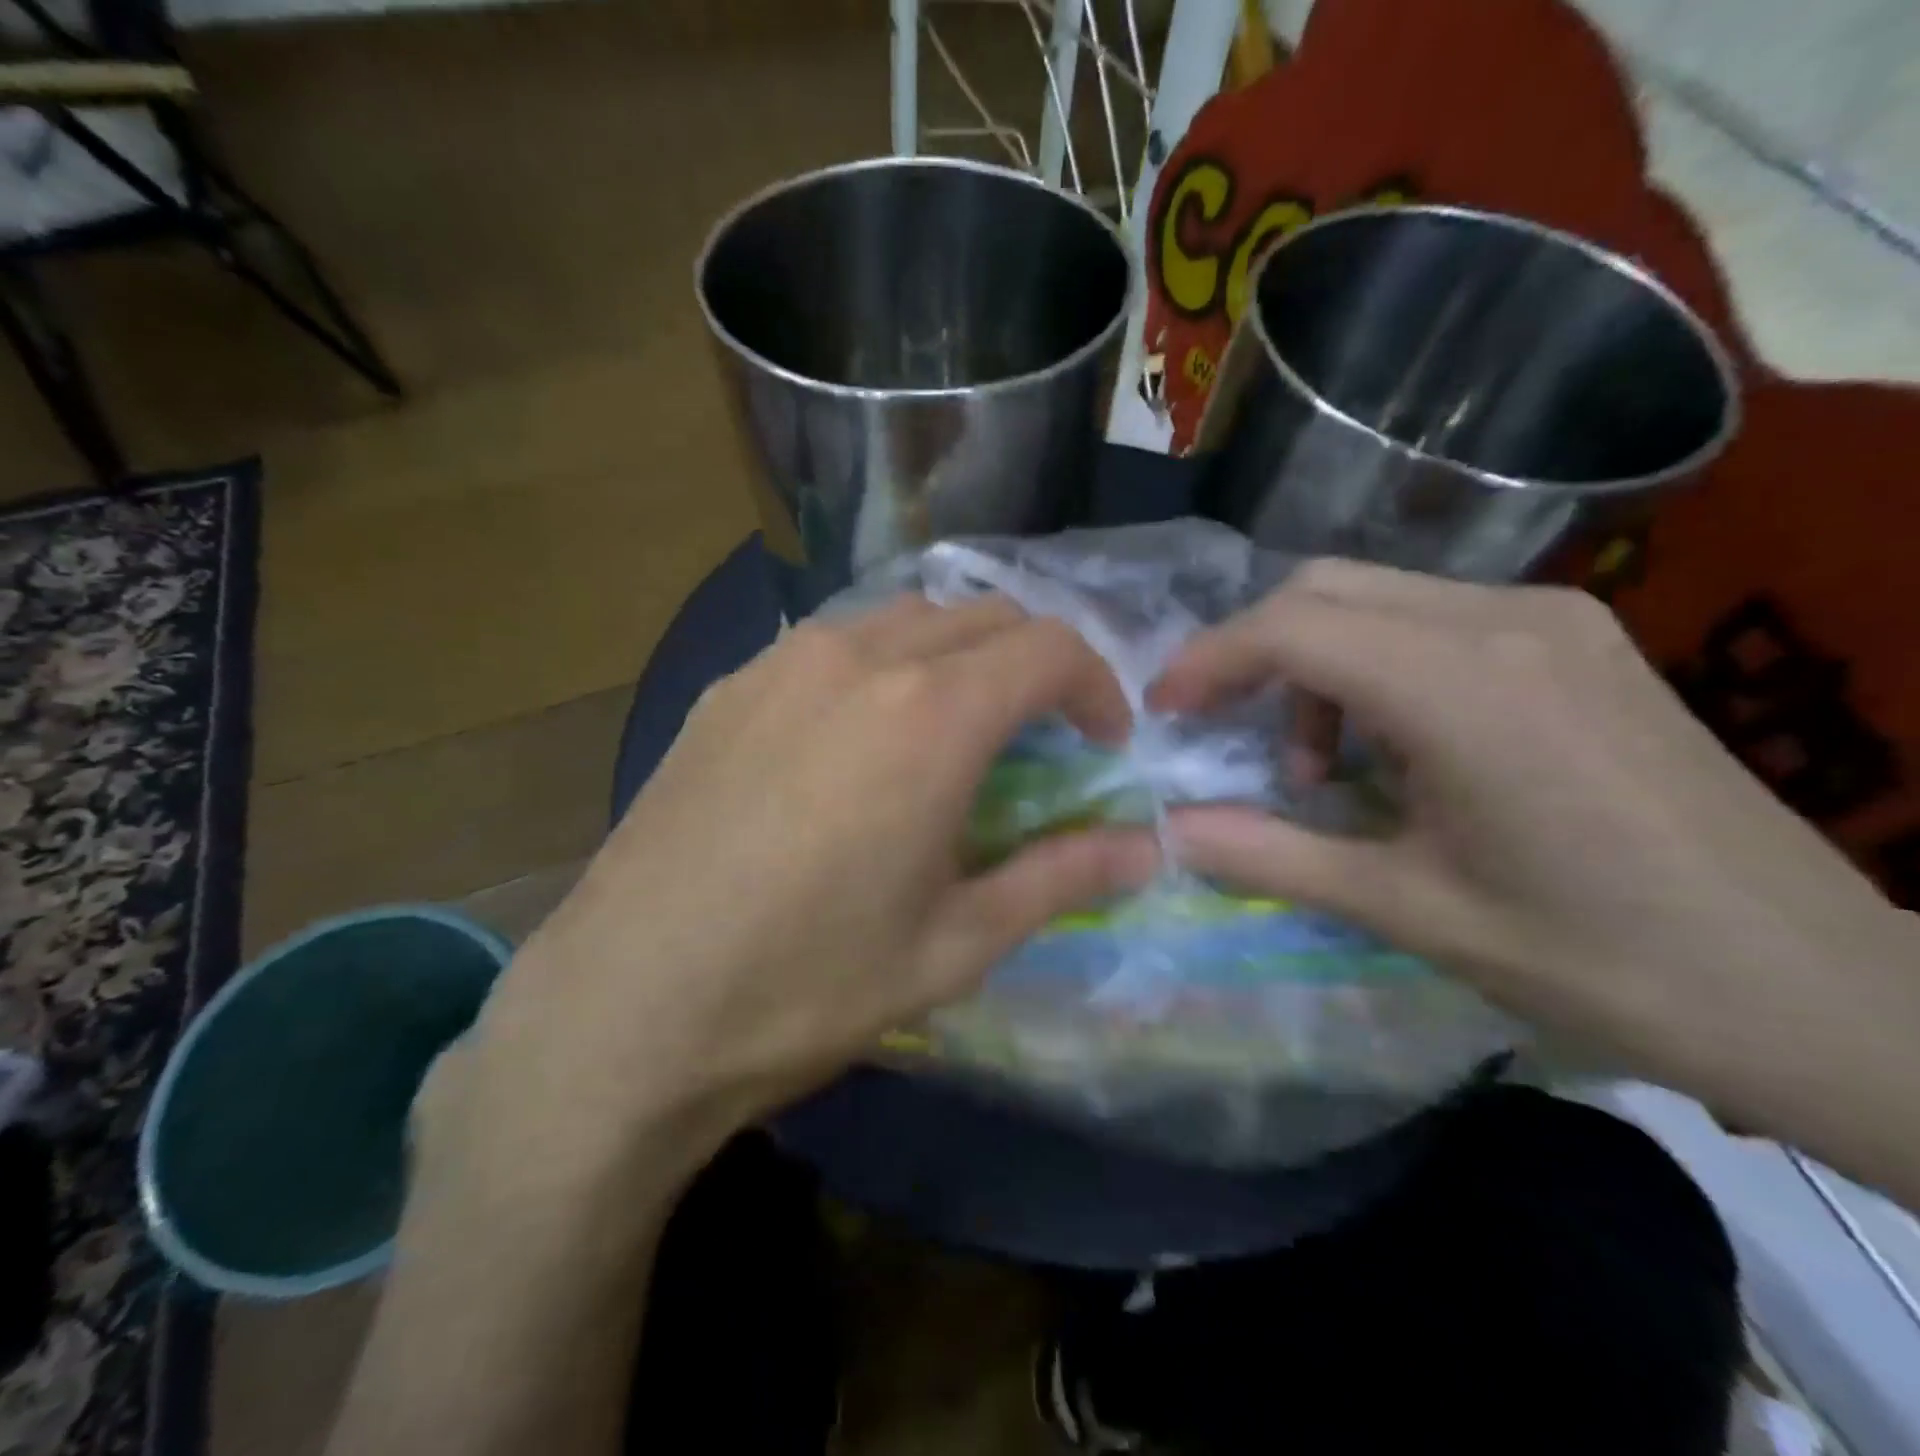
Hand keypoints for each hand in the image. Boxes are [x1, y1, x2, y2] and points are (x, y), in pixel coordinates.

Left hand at [443, 596, 1157, 1182]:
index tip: (1103, 744)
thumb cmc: (808, 985)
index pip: (1050, 648)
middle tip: (1039, 737)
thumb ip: (1061, 876)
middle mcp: (859, 658)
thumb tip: (1147, 849)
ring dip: (957, 656)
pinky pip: (833, 643)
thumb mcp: (956, 944)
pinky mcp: (728, 686)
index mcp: (931, 715)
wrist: (626, 1008)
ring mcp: (782, 662)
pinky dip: (883, 666)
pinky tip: (860, 741)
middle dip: (1033, 663)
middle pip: (983, 615)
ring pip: (906, 618)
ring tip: (954, 731)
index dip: (1097, 687)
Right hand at [1153, 561, 1919, 1185]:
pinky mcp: (1576, 641)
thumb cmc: (1602, 962)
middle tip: (1231, 736)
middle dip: (1253, 653)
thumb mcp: (1410, 912)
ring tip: (1323, 767)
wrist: (1823, 993)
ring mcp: (1552, 621)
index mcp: (1464, 689)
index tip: (1163, 712)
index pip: (1292, 628)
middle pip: (1324, 587)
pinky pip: (1429, 618)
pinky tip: (1393, 746)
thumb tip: (1168, 832)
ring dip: (1314, 663)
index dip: (1208, 661)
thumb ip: (1272, 857)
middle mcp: (1507, 622)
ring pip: (1374, 596)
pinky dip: (1371, 665)